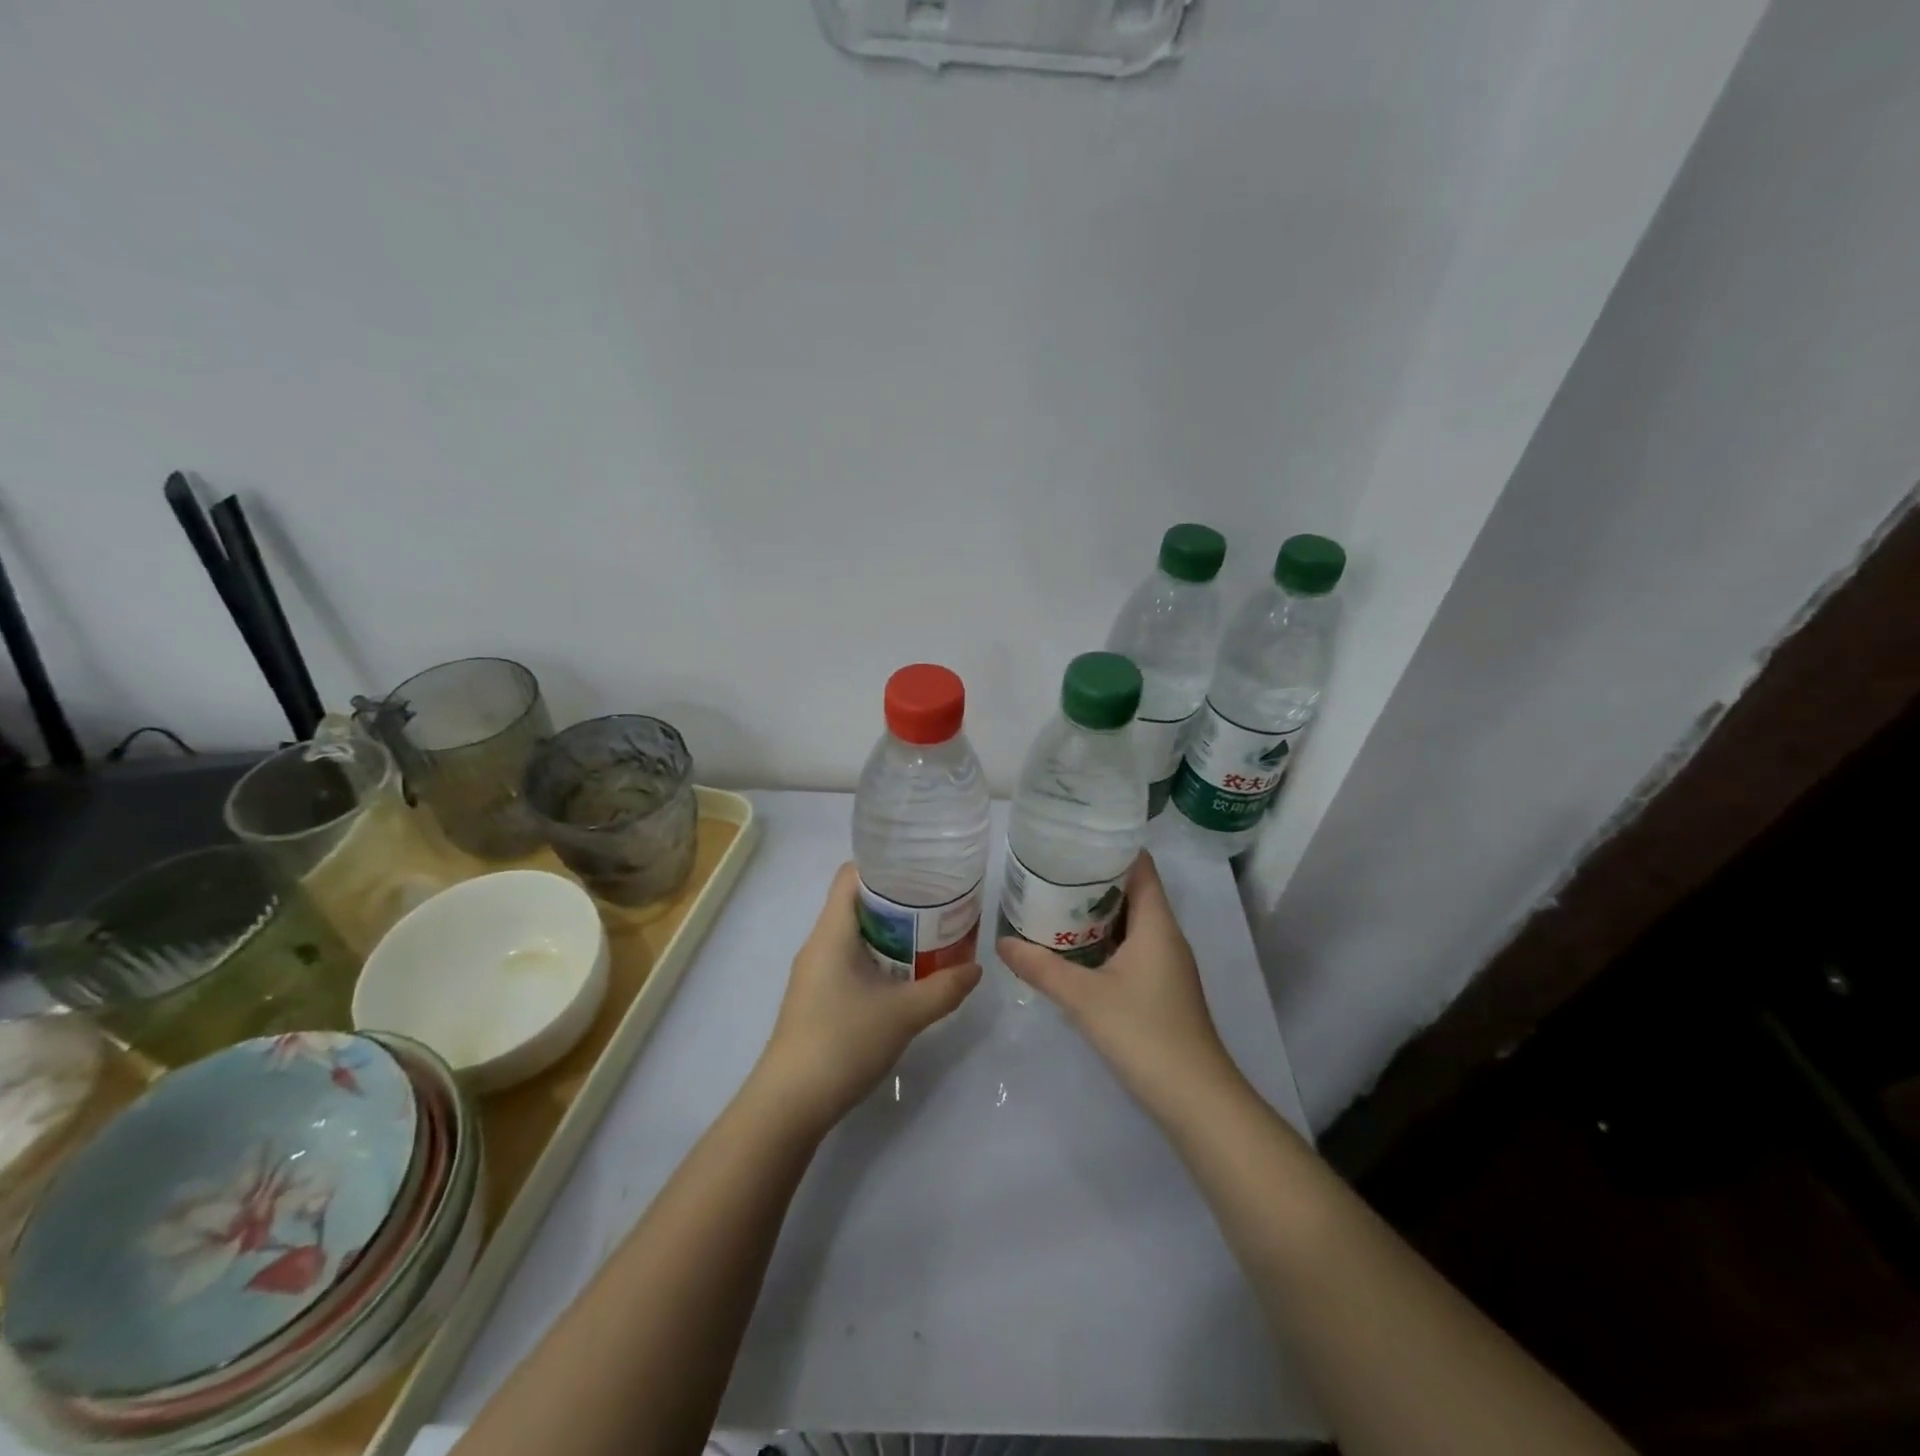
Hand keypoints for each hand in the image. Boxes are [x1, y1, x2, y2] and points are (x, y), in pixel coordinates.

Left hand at [755, 863, 981, 1130]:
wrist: (790, 1104)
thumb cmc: (843, 1042)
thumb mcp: (904, 1014)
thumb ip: (944, 988)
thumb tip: (976, 968)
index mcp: (832, 932)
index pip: (851, 875)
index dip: (885, 865)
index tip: (922, 870)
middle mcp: (819, 944)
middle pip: (856, 903)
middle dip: (898, 900)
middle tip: (938, 904)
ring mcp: (815, 973)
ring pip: (855, 935)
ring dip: (890, 933)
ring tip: (930, 936)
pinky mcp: (817, 998)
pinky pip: (850, 961)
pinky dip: (878, 958)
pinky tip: (905, 977)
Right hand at [998, 851, 1242, 1119]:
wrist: (1194, 1099)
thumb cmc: (1143, 1033)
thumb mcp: (1083, 997)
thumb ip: (1040, 967)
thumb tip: (1001, 942)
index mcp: (1156, 923)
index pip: (1140, 866)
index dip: (1111, 848)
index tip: (1073, 840)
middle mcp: (1165, 936)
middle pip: (1132, 891)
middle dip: (1093, 880)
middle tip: (1050, 871)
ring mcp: (1166, 964)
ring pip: (1130, 923)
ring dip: (1096, 913)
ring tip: (1053, 903)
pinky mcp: (1161, 988)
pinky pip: (1131, 948)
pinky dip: (1103, 941)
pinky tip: (1072, 950)